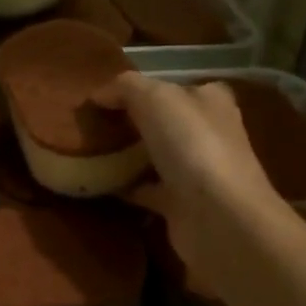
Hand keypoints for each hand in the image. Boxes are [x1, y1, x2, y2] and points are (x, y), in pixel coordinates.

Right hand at [95, 73, 286, 280]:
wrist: (219, 218)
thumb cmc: (192, 145)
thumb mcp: (155, 98)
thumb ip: (125, 87)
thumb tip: (99, 94)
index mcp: (209, 101)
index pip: (174, 88)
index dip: (142, 89)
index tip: (105, 97)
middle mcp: (208, 134)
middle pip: (163, 122)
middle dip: (130, 122)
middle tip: (90, 124)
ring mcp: (196, 172)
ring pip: (154, 156)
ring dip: (126, 155)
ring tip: (87, 150)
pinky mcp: (181, 205)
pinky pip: (145, 189)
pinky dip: (124, 186)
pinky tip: (96, 182)